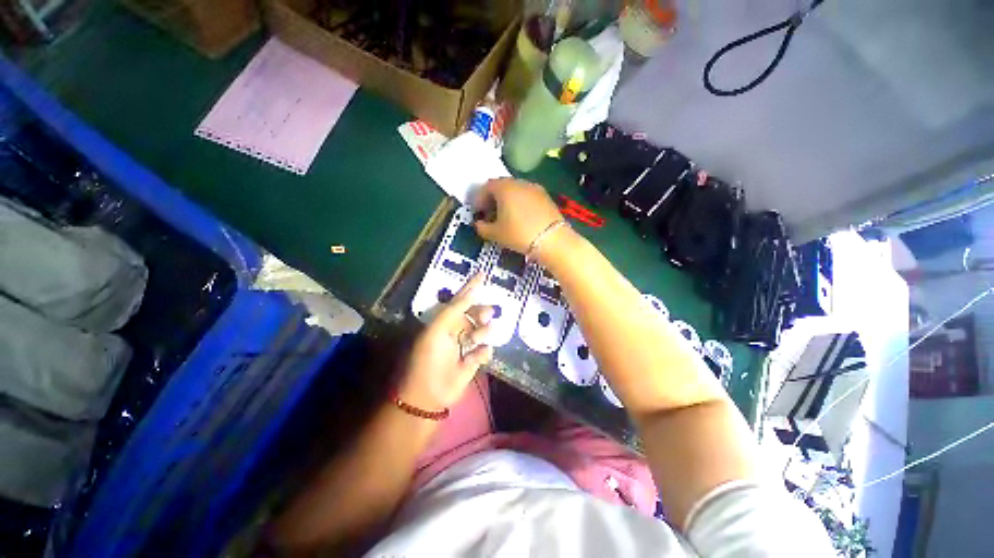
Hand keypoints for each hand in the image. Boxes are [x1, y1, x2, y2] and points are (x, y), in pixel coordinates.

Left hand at [398, 274, 494, 409]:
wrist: (428, 394)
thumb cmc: (429, 357)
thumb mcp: (438, 329)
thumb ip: (455, 310)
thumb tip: (472, 292)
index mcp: (444, 321)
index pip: (460, 299)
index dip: (471, 286)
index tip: (483, 274)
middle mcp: (455, 331)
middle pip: (474, 315)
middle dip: (481, 312)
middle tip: (489, 312)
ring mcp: (464, 347)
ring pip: (481, 332)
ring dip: (483, 332)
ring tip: (481, 335)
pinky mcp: (472, 362)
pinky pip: (484, 352)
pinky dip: (483, 352)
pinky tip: (479, 356)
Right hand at [472, 178, 564, 253]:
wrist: (552, 239)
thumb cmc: (519, 234)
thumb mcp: (496, 234)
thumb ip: (482, 228)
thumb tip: (478, 224)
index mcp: (504, 188)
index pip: (486, 187)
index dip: (479, 199)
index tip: (477, 212)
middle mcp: (519, 183)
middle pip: (501, 186)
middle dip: (493, 198)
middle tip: (489, 213)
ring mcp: (534, 188)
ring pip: (515, 190)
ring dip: (507, 200)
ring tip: (505, 216)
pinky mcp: (545, 196)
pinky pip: (527, 196)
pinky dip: (519, 203)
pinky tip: (521, 216)